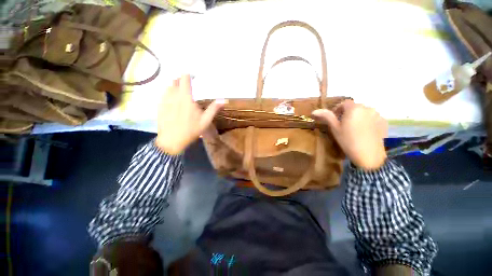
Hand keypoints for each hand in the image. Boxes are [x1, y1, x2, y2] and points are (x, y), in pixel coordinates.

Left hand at [156, 75, 224, 154]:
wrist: (172, 140)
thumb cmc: (191, 130)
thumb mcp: (205, 120)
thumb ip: (214, 109)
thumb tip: (224, 100)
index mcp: (185, 97)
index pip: (185, 78)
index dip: (189, 75)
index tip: (194, 76)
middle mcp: (173, 95)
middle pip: (175, 80)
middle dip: (182, 80)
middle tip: (190, 86)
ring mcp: (164, 100)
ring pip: (168, 87)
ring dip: (175, 86)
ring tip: (182, 92)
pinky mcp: (159, 106)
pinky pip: (164, 94)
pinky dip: (169, 93)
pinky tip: (174, 101)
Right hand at [312, 100, 387, 169]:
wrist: (369, 155)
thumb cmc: (348, 140)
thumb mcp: (335, 128)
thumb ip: (326, 117)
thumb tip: (314, 111)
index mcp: (354, 108)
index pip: (344, 103)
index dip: (337, 109)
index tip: (334, 119)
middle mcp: (367, 108)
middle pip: (354, 107)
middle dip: (347, 113)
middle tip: (343, 125)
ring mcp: (377, 115)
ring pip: (364, 112)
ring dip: (357, 117)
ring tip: (354, 129)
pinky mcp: (383, 122)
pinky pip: (372, 118)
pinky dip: (367, 121)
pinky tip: (364, 132)